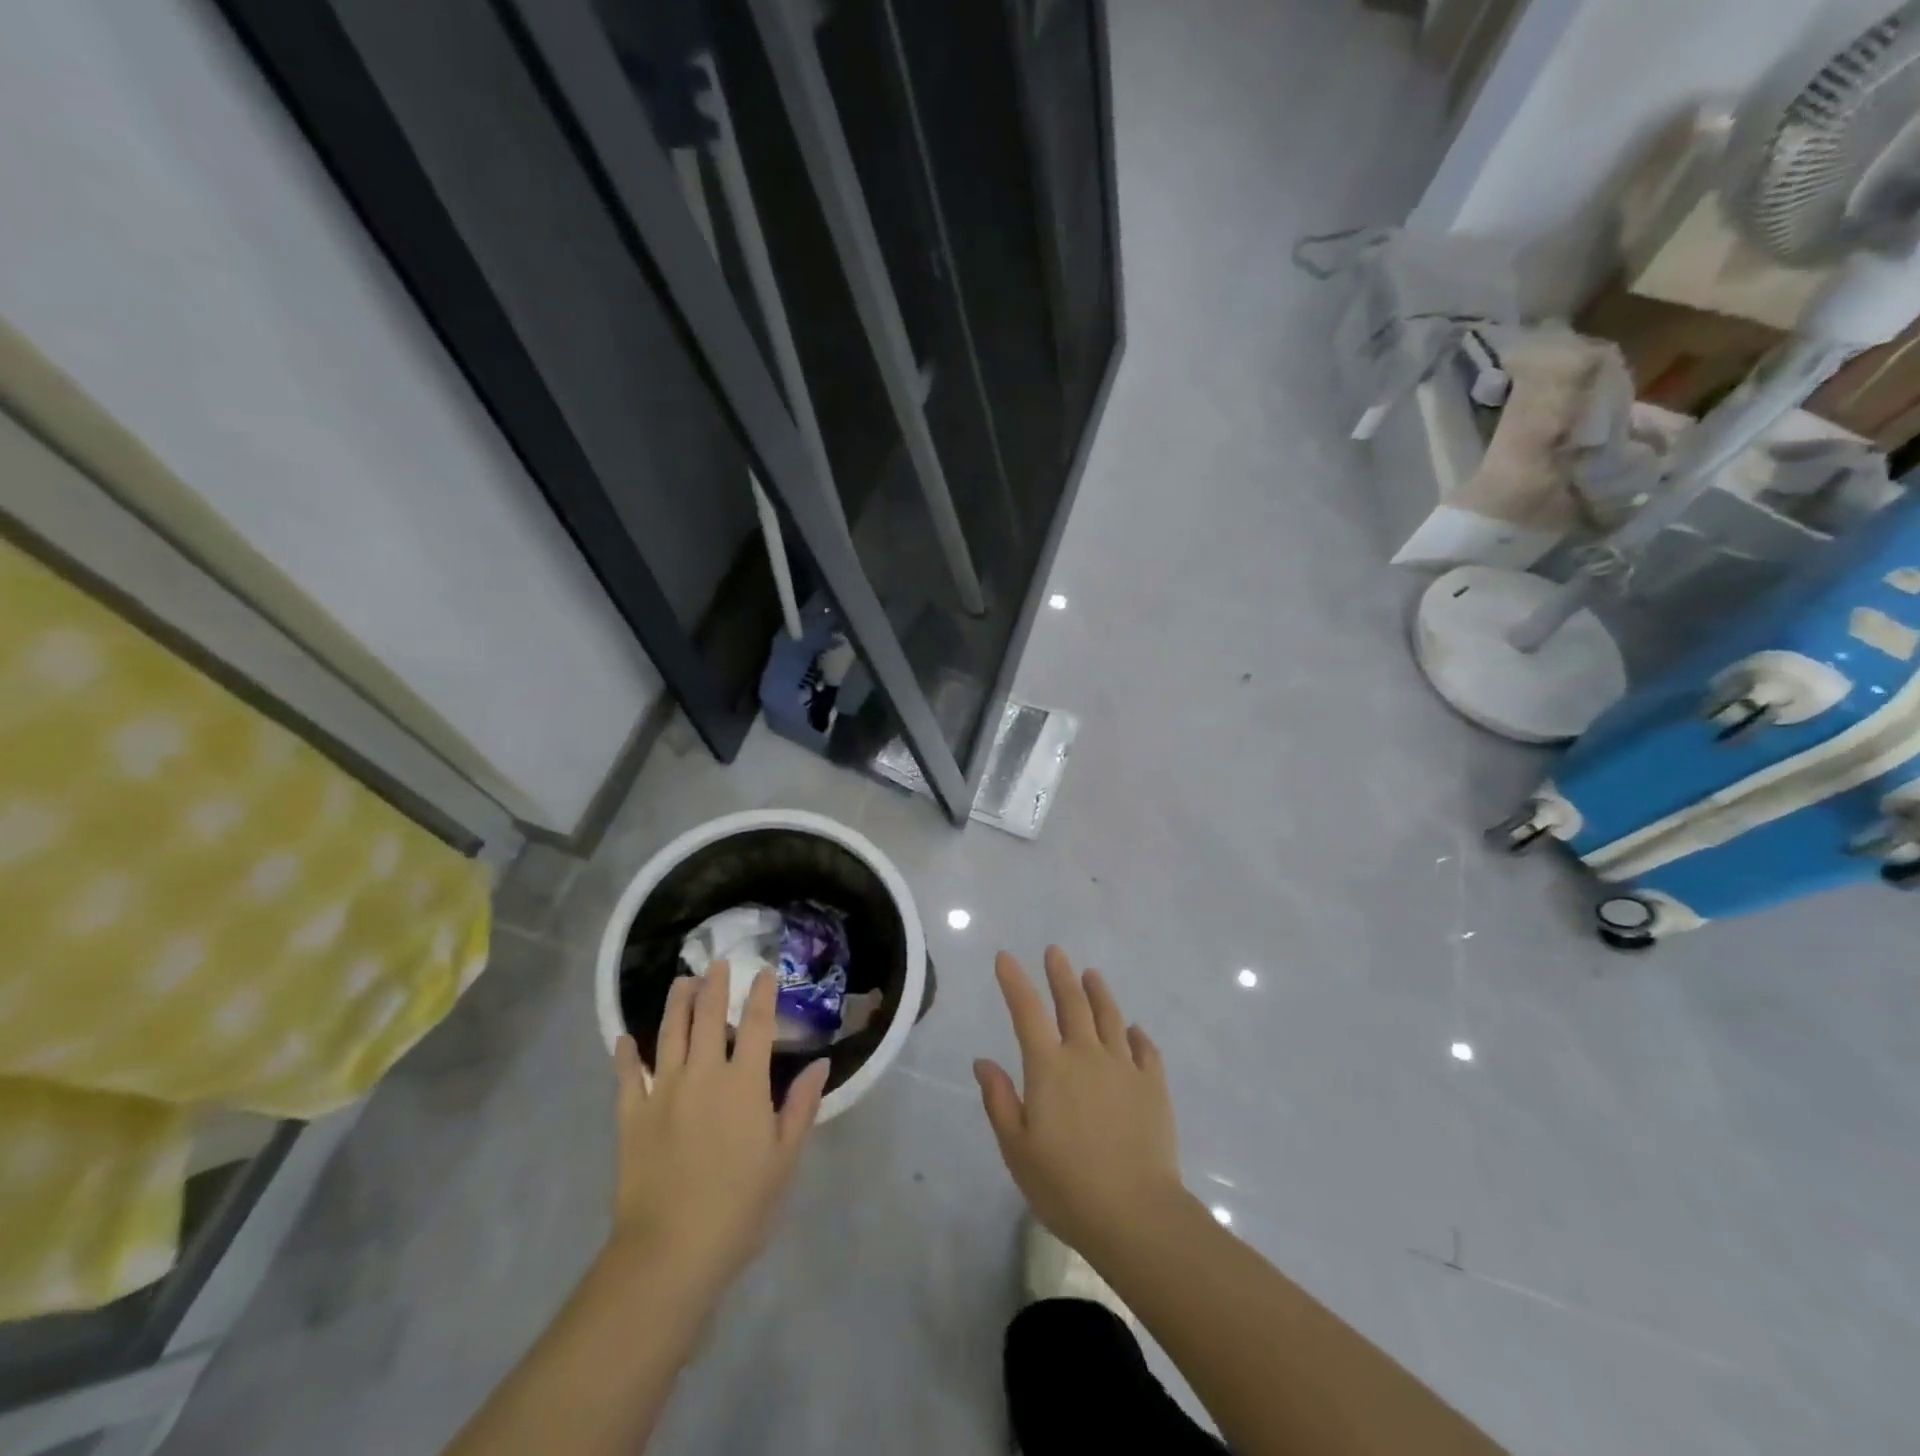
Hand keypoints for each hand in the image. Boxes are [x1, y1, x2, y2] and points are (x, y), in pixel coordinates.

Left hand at [610, 965, 829, 1288]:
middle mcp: (704, 1075)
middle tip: (717, 963)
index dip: (763, 996)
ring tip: (682, 982)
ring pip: (669, 1035)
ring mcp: (663, 1093)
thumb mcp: (784, 1159)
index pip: (758, 1026)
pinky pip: (627, 1077)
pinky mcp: (632, 1117)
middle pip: (709, 1018)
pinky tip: (624, 1039)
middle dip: (716, 987)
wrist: (671, 1252)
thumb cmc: (740, 1207)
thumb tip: (820, 1064)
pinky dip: (625, 1055)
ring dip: (677, 1004)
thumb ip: (801, 1106)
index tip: (765, 973)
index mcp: (744, 1084)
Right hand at [974, 946, 1183, 1259]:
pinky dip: (1137, 1034)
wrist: (1135, 1214)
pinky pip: (1146, 1049)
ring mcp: (1124, 1067)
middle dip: (1060, 974)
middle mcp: (1086, 1055)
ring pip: (1110, 1017)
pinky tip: (1134, 1030)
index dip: (1014, 981)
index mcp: (1049, 1068)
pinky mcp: (1154, 1086)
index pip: (1026, 1011)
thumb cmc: (1065, 1186)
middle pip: (1072, 1003)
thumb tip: (983, 1061)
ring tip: (1091, 974)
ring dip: (1098, 992)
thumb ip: (1000, 1100)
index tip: (1005, 957)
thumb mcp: (1017, 1149)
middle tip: (1055, 952)